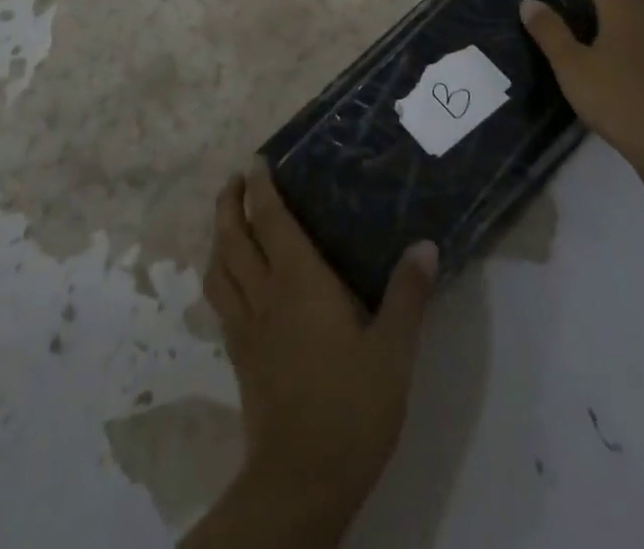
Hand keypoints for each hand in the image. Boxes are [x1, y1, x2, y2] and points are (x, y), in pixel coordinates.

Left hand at [203, 161, 436, 527]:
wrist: (301, 482)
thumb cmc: (352, 407)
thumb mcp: (393, 350)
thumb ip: (407, 294)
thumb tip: (424, 244)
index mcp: (299, 281)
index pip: (271, 220)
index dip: (261, 188)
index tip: (256, 161)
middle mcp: (265, 294)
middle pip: (233, 237)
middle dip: (230, 204)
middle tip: (235, 181)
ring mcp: (247, 327)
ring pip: (219, 269)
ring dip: (219, 237)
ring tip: (228, 222)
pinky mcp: (240, 358)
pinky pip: (221, 301)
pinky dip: (221, 276)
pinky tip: (234, 282)